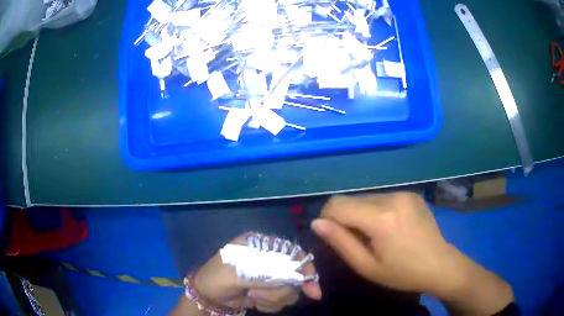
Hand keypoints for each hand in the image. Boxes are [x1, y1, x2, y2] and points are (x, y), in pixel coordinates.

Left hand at [194, 232, 321, 313]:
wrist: (208, 296)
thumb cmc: (218, 277)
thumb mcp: (239, 273)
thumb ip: (268, 274)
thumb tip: (297, 280)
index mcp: (261, 245)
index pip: (293, 253)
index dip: (305, 269)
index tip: (312, 290)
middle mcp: (269, 258)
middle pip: (295, 275)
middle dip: (279, 290)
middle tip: (259, 295)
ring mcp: (270, 276)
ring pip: (290, 290)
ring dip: (272, 299)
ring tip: (252, 296)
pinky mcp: (269, 290)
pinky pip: (282, 300)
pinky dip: (269, 305)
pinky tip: (254, 302)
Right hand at [312, 194, 513, 314]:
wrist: (441, 265)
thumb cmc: (403, 273)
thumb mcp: (367, 266)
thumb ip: (340, 243)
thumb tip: (317, 223)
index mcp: (381, 218)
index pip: (337, 204)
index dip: (327, 218)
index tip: (333, 236)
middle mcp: (392, 197)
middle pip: (351, 199)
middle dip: (345, 218)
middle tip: (357, 241)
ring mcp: (404, 193)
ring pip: (366, 198)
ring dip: (362, 214)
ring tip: (375, 236)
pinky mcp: (412, 194)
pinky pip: (383, 198)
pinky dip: (377, 211)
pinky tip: (390, 228)